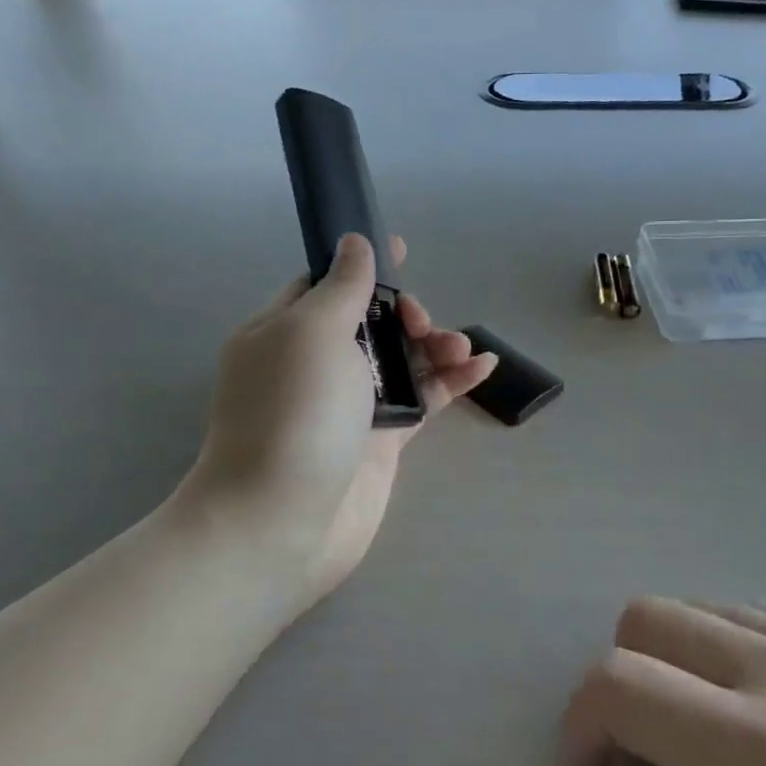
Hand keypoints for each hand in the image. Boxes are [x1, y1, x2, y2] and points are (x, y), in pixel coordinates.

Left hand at [193, 235, 496, 609]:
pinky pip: (422, 399)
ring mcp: (350, 405)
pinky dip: (451, 382)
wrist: (282, 523)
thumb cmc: (293, 415)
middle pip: (372, 323)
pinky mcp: (381, 440)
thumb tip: (353, 242)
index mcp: (285, 331)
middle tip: (422, 324)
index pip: (325, 285)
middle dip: (406, 313)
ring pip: (402, 360)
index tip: (402, 248)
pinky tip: (483, 368)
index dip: (363, 265)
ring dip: (435, 346)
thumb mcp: (312, 333)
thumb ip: (341, 287)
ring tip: (462, 350)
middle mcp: (316, 364)